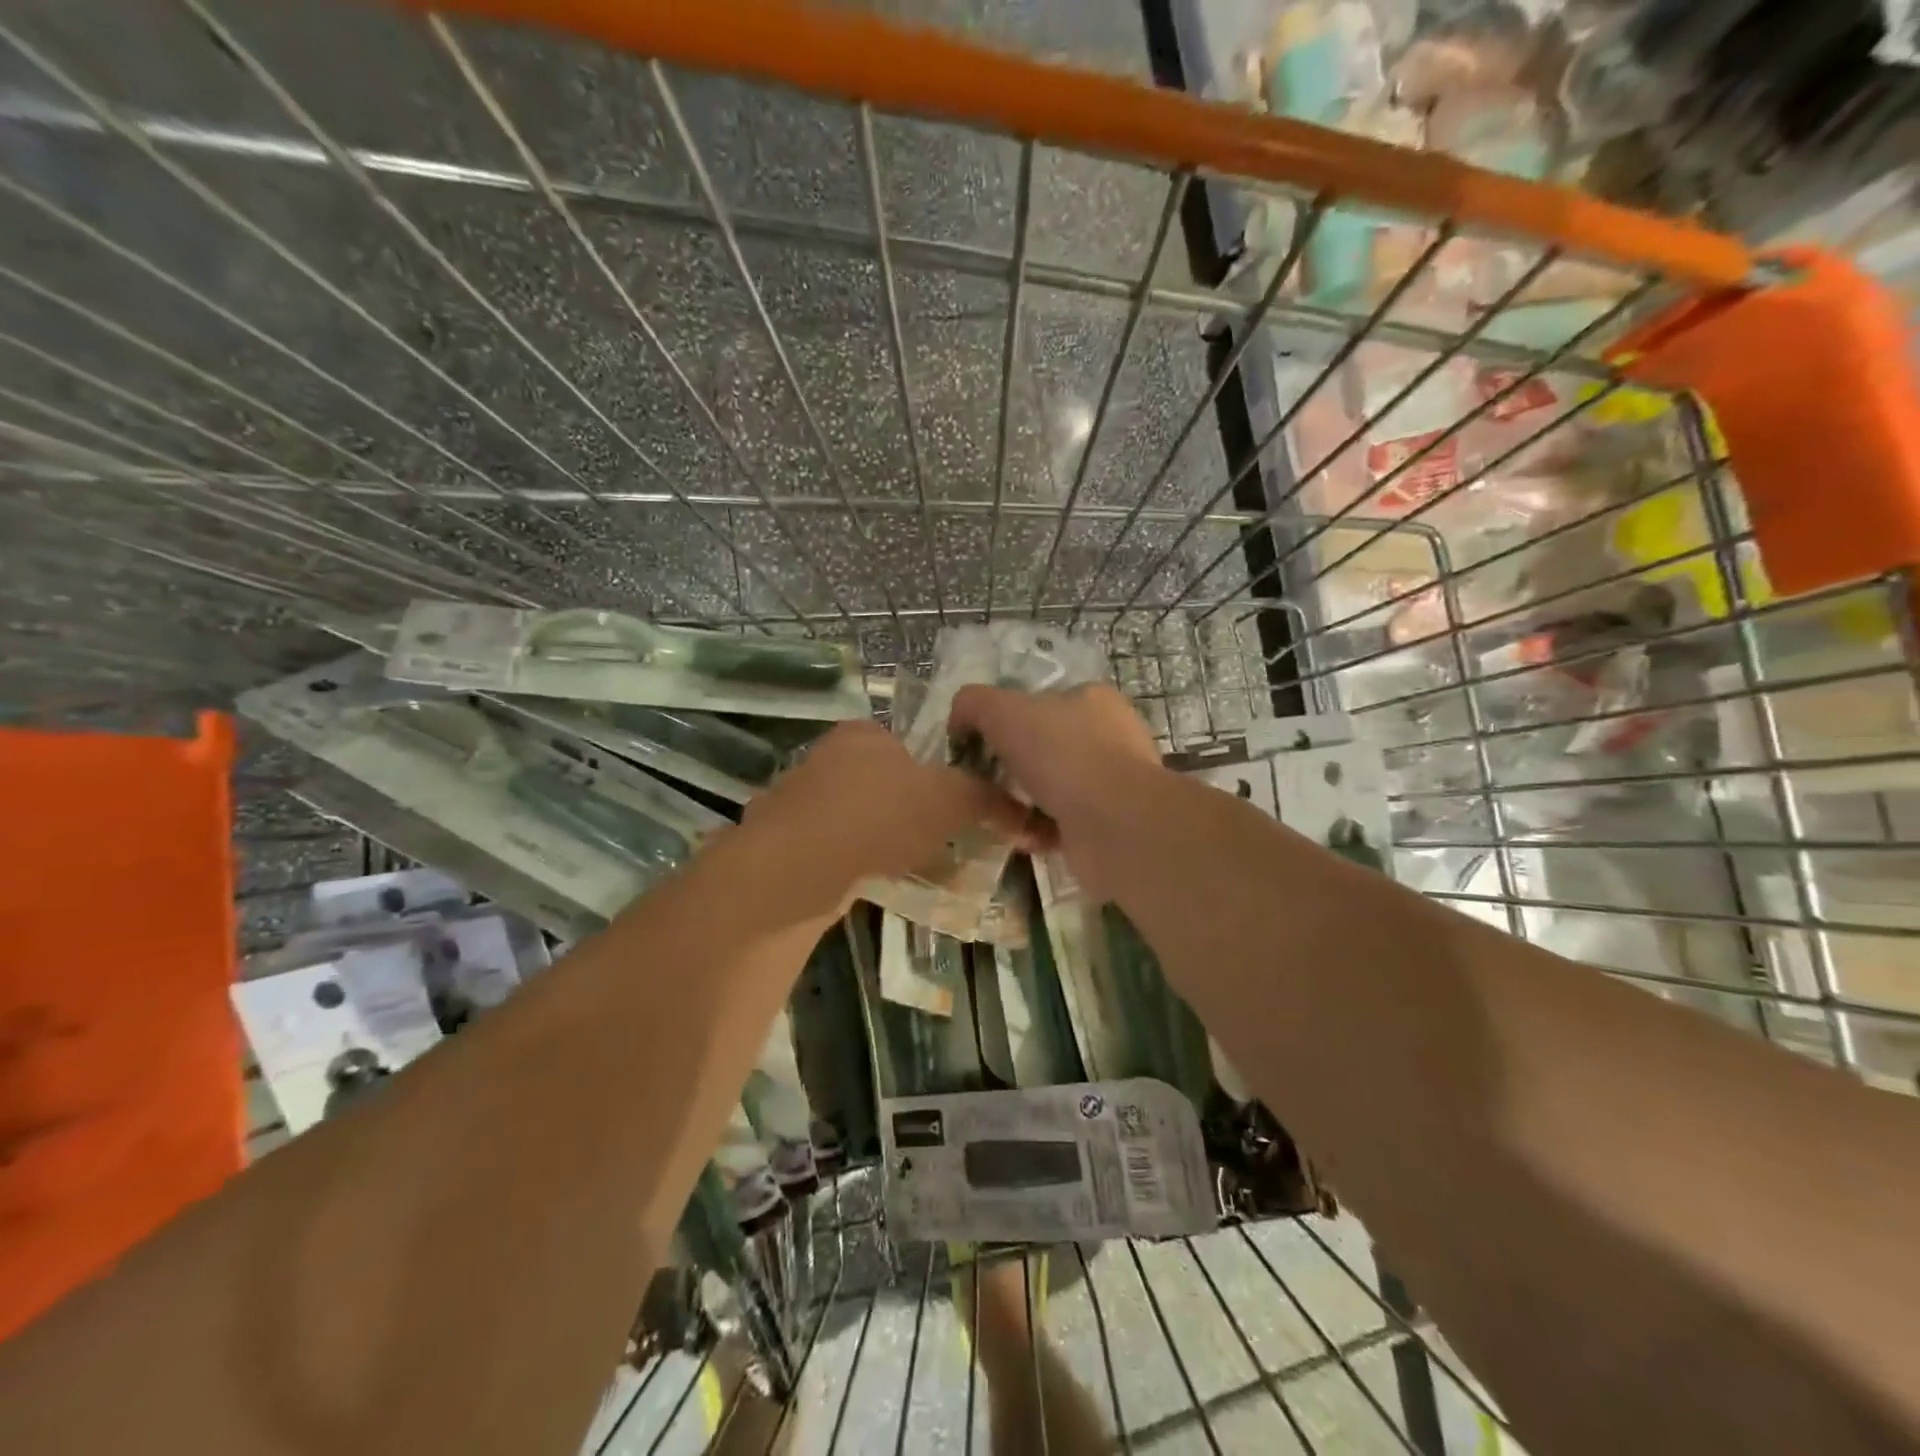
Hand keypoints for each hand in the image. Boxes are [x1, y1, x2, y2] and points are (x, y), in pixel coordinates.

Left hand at [740, 719, 1027, 899]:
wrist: (798, 867)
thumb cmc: (880, 815)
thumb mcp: (951, 801)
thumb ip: (989, 800)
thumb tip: (1029, 812)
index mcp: (864, 733)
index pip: (907, 743)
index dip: (933, 772)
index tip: (949, 805)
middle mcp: (825, 756)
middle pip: (879, 780)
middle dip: (905, 808)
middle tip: (933, 838)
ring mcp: (798, 798)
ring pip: (852, 815)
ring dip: (875, 837)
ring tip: (902, 865)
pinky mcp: (781, 840)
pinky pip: (829, 847)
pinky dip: (849, 860)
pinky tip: (865, 881)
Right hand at [947, 683, 1163, 893]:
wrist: (1116, 825)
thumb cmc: (1063, 755)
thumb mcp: (1003, 710)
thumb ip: (973, 704)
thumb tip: (959, 721)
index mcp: (1091, 700)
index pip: (1038, 704)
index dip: (1002, 723)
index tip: (976, 748)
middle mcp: (1105, 738)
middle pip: (1039, 750)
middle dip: (1007, 770)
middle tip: (981, 786)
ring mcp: (1109, 784)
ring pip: (1046, 790)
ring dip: (1015, 805)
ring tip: (995, 818)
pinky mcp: (1106, 825)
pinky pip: (1057, 825)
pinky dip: (1035, 831)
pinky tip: (1020, 837)